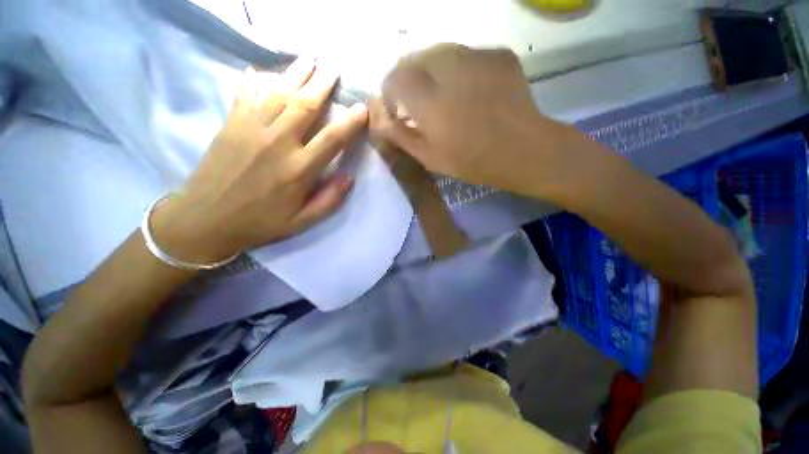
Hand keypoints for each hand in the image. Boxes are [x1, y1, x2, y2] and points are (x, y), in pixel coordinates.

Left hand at [152, 59, 367, 263]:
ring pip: (278, 93)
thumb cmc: (260, 222)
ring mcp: (251, 129)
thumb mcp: (302, 222)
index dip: (350, 122)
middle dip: (323, 84)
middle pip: (305, 105)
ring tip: (309, 58)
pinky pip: (246, 95)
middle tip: (334, 67)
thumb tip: (349, 177)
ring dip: (296, 73)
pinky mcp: (230, 124)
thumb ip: (329, 201)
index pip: (332, 139)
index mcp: (299, 169)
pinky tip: (261, 71)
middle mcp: (278, 143)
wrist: (205, 219)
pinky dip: (255, 81)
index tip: (362, 108)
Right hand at [370, 44, 573, 195]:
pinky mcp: (496, 53)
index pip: (393, 78)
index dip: (390, 93)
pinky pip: (465, 55)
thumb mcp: (428, 156)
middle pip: (414, 59)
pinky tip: (469, 91)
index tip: (397, 110)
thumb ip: (398, 134)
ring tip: (443, 97)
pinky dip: (458, 70)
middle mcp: (447, 67)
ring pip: (438, 53)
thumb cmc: (471, 160)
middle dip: (408, 80)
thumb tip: (377, 116)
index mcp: (428, 98)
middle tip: (419, 104)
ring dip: (431, 72)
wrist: (523, 149)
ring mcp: (476, 55)